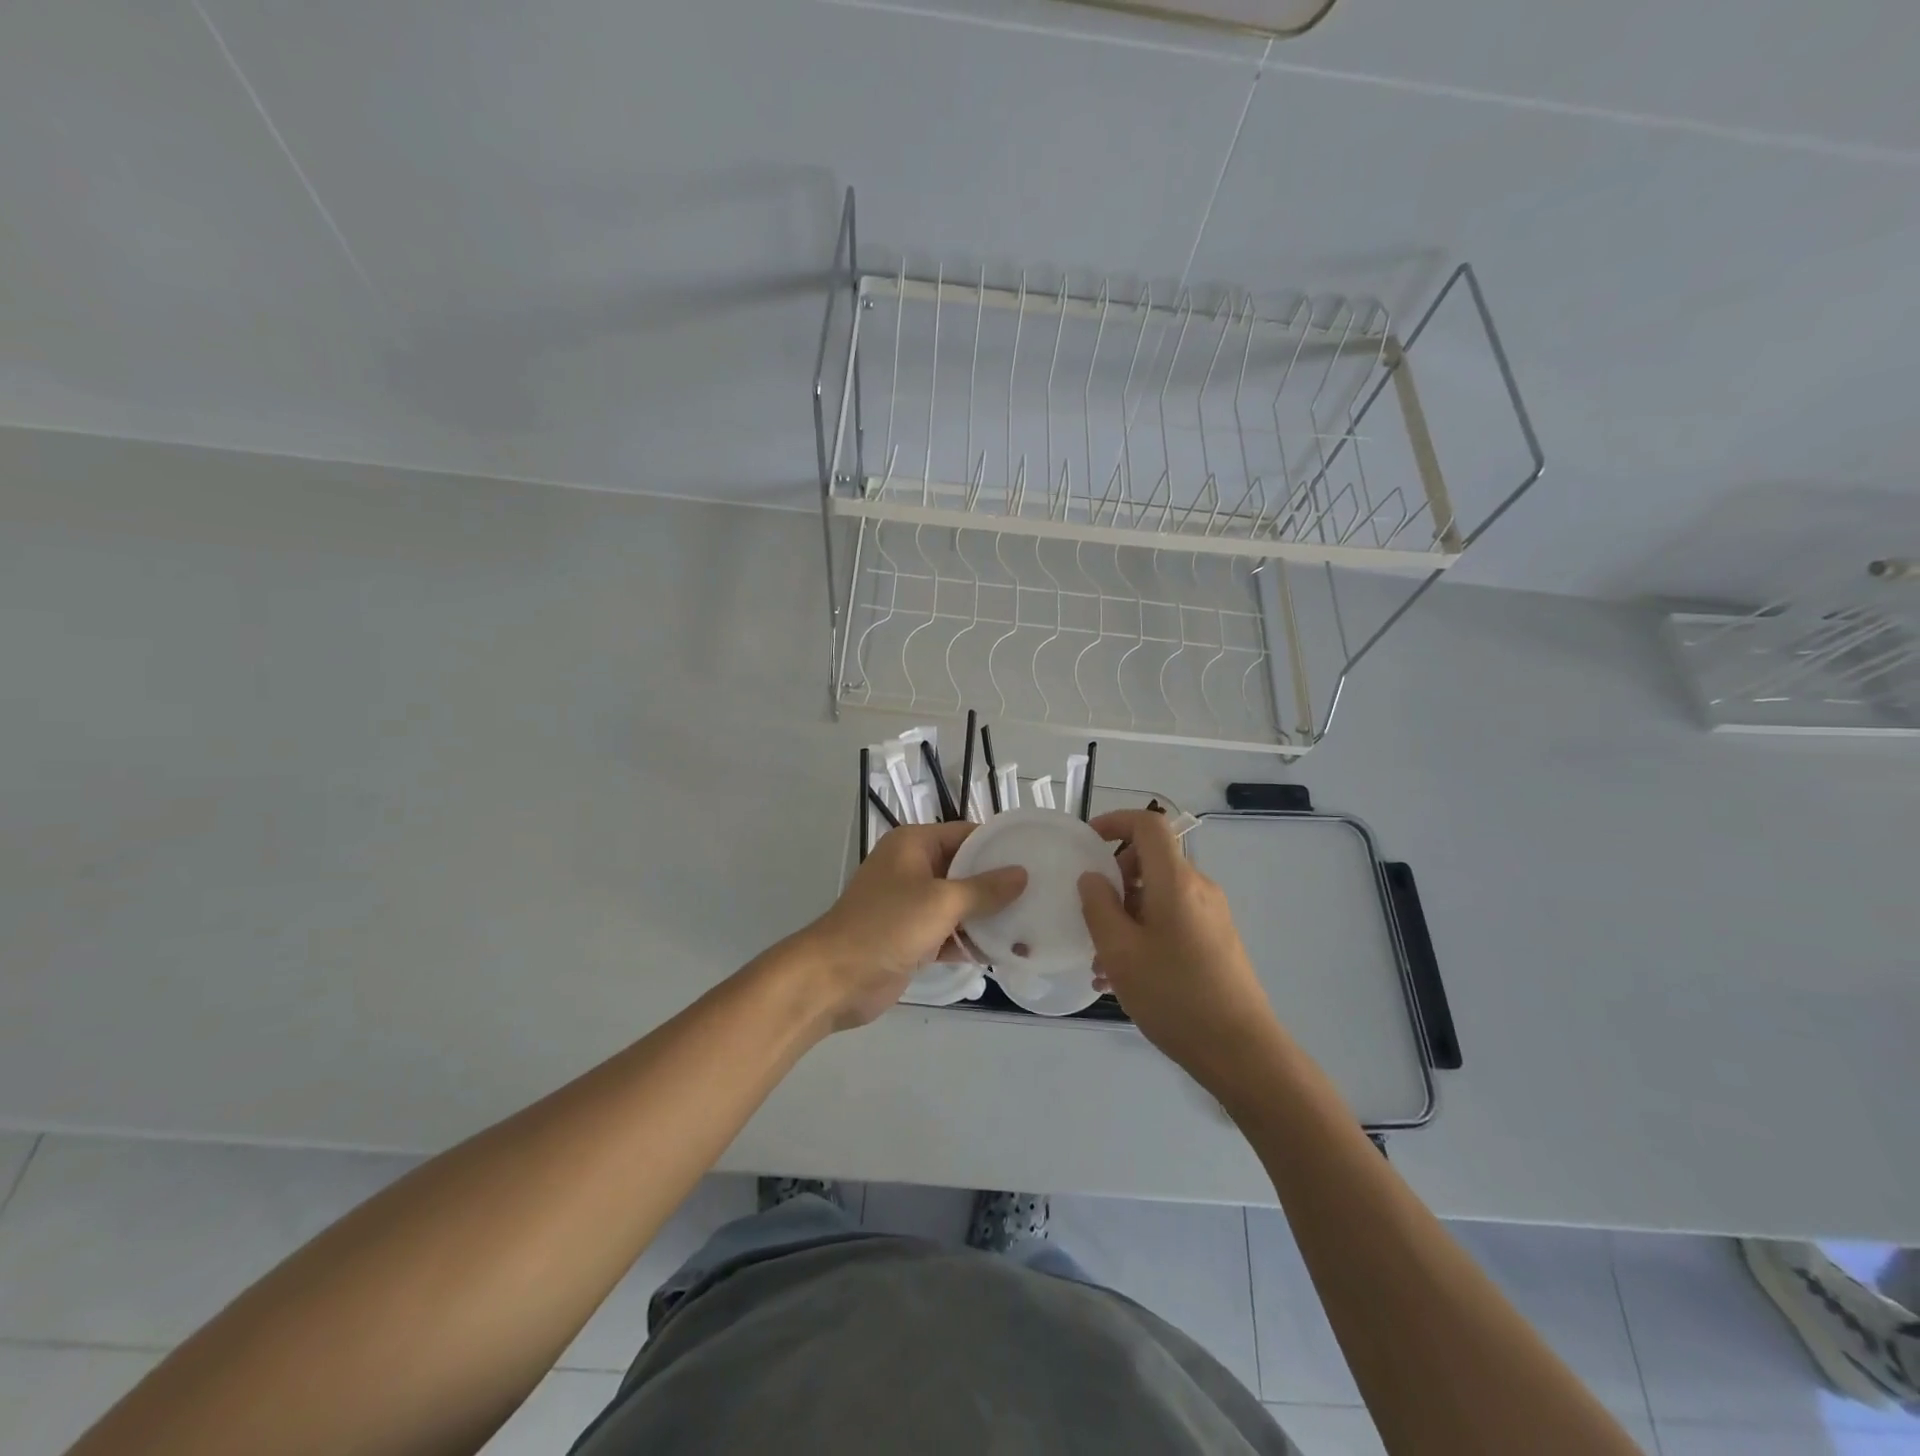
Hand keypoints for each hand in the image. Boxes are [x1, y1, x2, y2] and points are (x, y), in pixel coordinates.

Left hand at [800, 821, 1025, 1030]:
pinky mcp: (914, 938)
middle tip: (1043, 892)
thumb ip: (984, 889)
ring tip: (1034, 923)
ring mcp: (913, 905)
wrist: (835, 979)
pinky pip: (951, 933)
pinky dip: (973, 941)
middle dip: (999, 884)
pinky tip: (1008, 952)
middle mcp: (914, 868)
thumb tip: (1021, 874)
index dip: (999, 845)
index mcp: (914, 844)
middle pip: (966, 870)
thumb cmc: (886, 926)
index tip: (1037, 856)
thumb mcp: (941, 902)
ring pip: (961, 904)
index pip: (966, 834)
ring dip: (989, 916)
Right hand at [1078, 809, 1285, 1089]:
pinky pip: (1172, 918)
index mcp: (1175, 880)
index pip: (1148, 824)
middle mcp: (1198, 888)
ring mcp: (1211, 914)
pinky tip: (1124, 976)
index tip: (1086, 844)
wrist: (1241, 1051)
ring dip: (1125, 913)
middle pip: (1151, 860)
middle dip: (1114, 878)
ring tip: (1100, 961)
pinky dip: (1144, 932)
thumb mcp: (1119, 951)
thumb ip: (1098, 906)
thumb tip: (1092, 877)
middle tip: (1088, 914)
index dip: (1115, 822)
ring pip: (1158, 895)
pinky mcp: (1216, 940)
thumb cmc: (1174, 995)